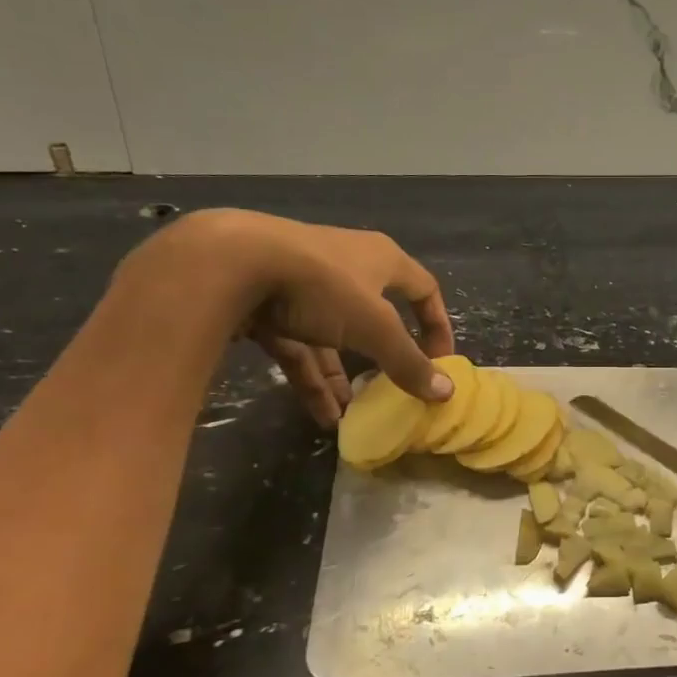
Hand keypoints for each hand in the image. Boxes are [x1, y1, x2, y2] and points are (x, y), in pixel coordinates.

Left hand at [127, 209, 455, 426]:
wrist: (230, 262)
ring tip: (350, 416)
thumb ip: (408, 362)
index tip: (440, 361)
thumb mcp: (374, 327)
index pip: (424, 289)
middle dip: (382, 358)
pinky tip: (320, 415)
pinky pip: (299, 347)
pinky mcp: (268, 305)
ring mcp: (304, 286)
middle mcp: (347, 267)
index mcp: (381, 260)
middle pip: (375, 317)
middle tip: (391, 390)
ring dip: (342, 377)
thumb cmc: (321, 285)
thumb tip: (446, 393)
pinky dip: (311, 379)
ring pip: (333, 338)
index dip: (437, 324)